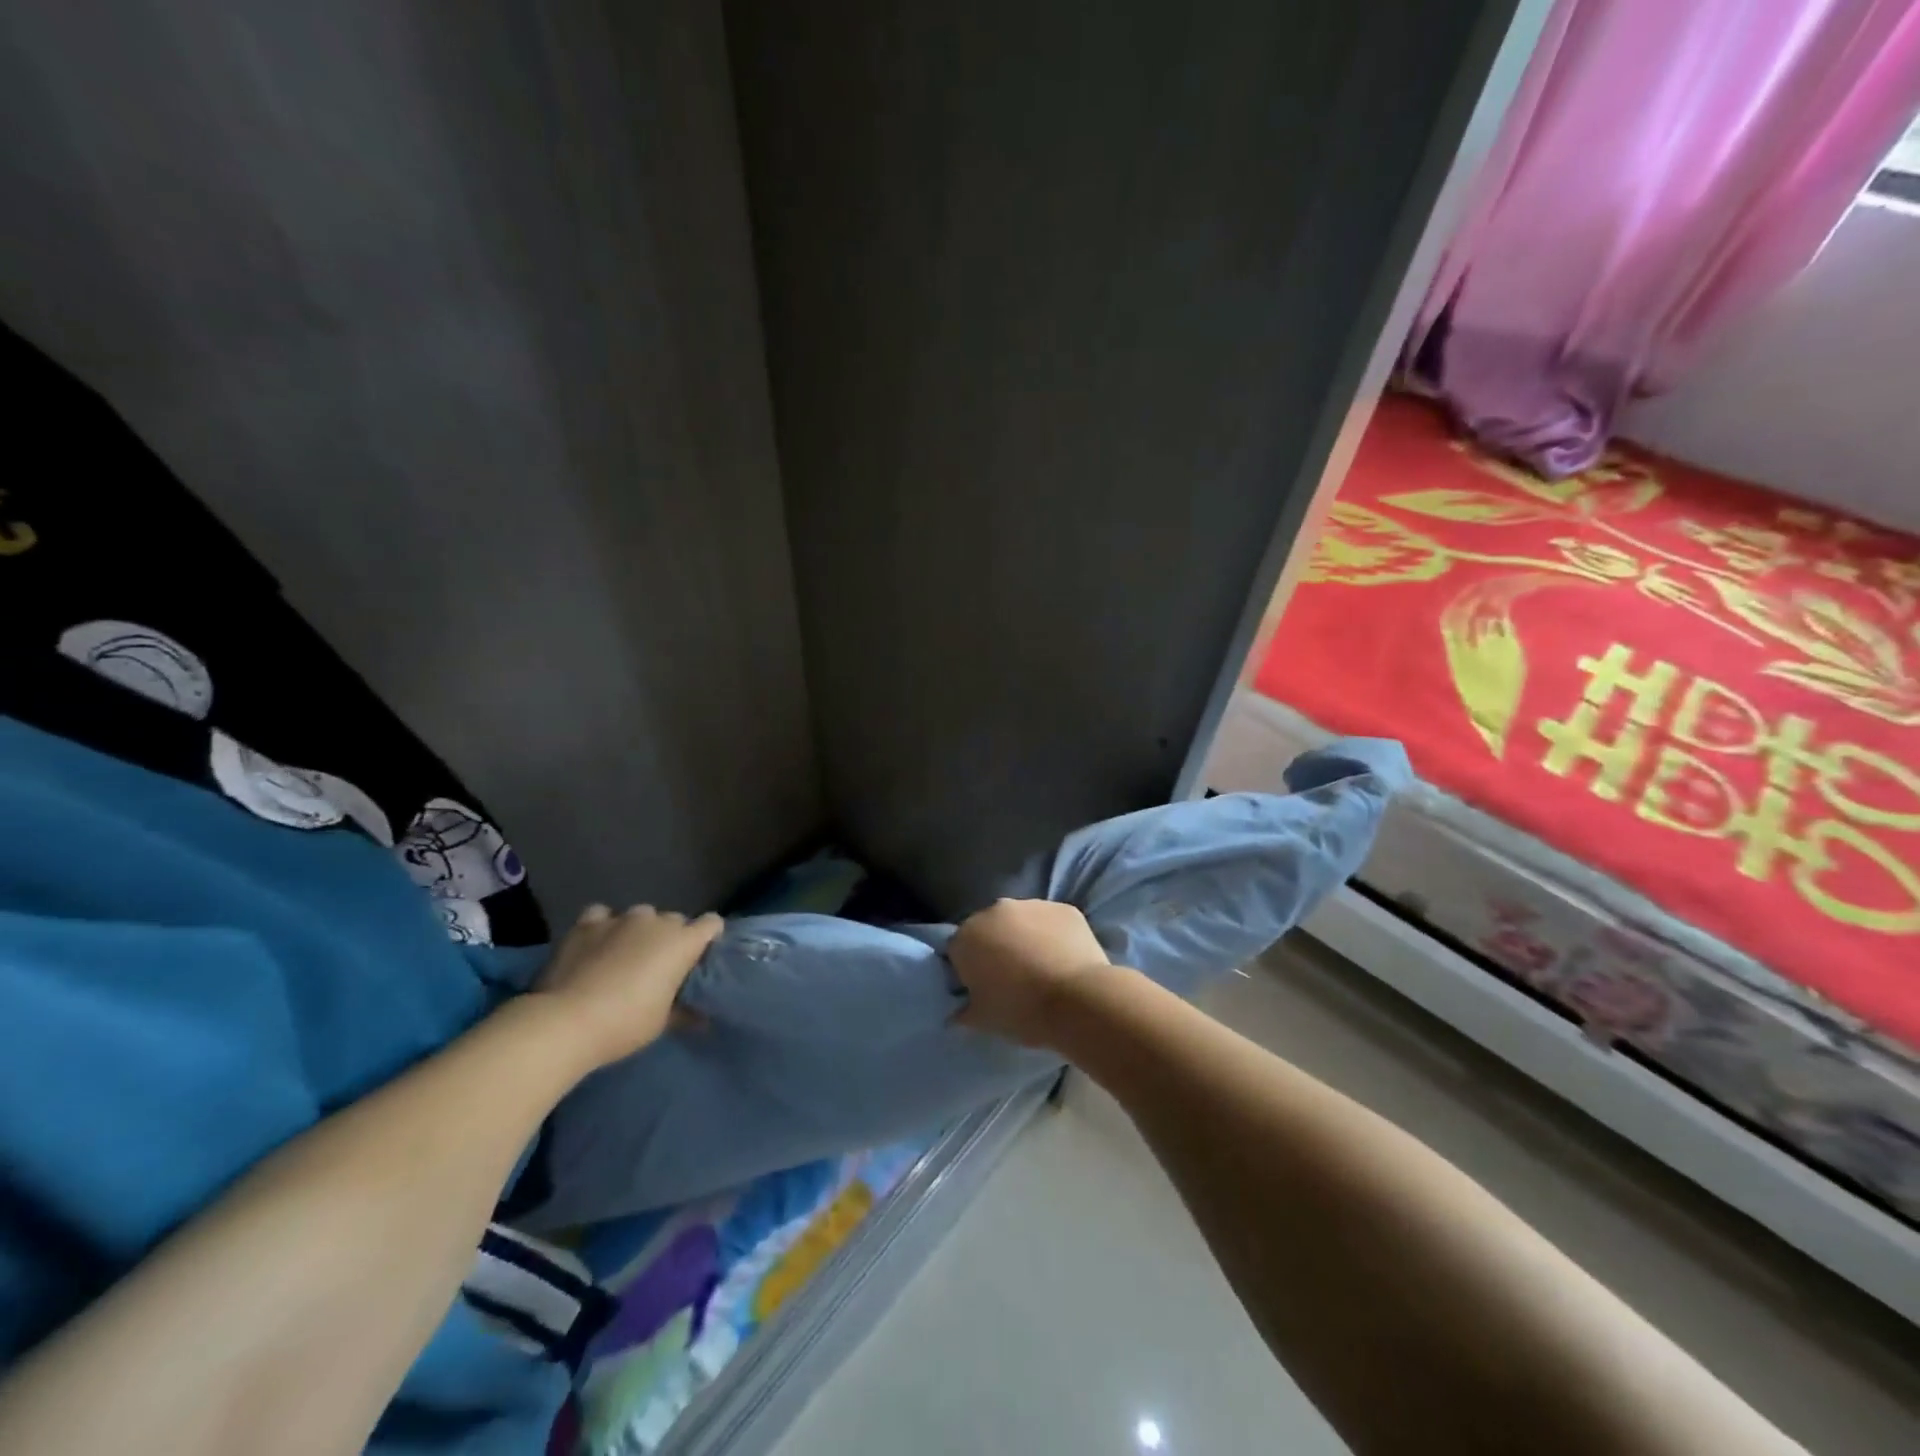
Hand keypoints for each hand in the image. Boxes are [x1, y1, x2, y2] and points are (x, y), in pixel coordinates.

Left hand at [533, 904, 723, 1068]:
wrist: (566, 1021)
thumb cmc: (626, 1023)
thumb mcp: (662, 1023)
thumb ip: (684, 1012)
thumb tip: (702, 1018)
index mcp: (682, 942)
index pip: (711, 924)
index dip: (709, 938)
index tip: (700, 958)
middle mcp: (656, 922)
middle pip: (675, 920)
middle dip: (672, 937)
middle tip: (660, 966)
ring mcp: (620, 919)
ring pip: (641, 915)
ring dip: (639, 930)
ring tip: (625, 953)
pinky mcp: (587, 923)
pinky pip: (602, 915)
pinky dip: (603, 926)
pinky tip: (597, 942)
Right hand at [949, 899, 1112, 1048]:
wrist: (1079, 1000)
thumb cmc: (1021, 1011)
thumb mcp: (982, 1020)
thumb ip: (963, 1009)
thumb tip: (960, 1008)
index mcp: (967, 937)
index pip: (957, 950)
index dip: (967, 971)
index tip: (982, 989)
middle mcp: (995, 910)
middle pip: (988, 929)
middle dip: (995, 948)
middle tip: (1012, 978)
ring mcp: (1032, 904)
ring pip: (1021, 921)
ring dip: (1025, 938)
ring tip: (1042, 969)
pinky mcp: (1065, 908)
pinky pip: (1052, 922)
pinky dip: (1054, 936)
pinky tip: (1064, 960)